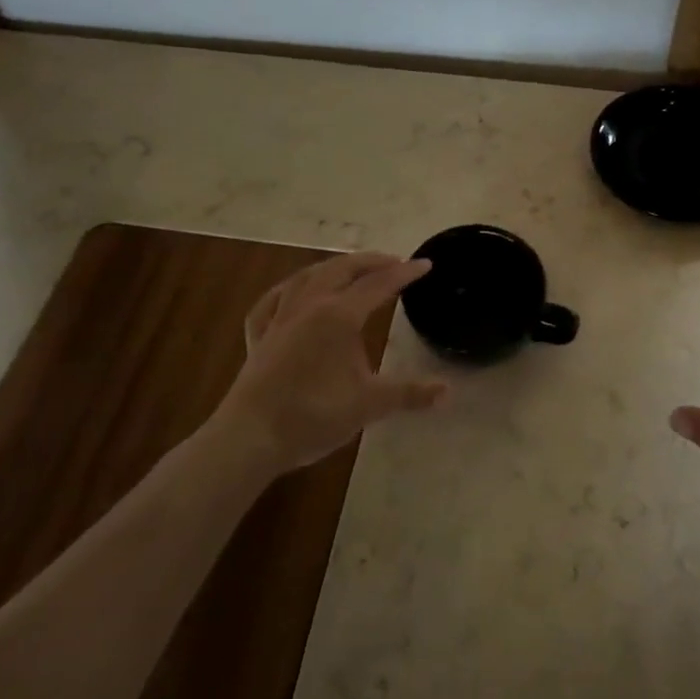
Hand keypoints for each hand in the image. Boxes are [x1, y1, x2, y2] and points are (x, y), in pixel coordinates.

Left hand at [218, 252, 447, 472]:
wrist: (251, 437)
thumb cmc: (314, 416)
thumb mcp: (369, 405)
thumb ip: (409, 394)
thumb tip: (448, 391)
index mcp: (338, 315)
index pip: (379, 285)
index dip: (404, 273)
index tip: (425, 263)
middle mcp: (309, 305)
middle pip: (342, 269)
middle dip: (370, 261)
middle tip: (393, 261)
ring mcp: (280, 317)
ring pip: (307, 276)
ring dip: (333, 267)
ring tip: (350, 268)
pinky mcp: (259, 335)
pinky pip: (272, 300)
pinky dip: (288, 289)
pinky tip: (292, 292)